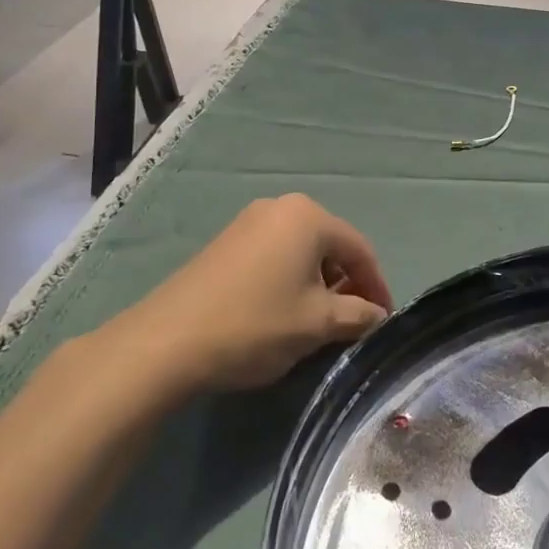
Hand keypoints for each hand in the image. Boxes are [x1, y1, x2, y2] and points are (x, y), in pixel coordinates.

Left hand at [102, 194, 393, 391]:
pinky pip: (274, 254)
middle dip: (347, 283)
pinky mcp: (226, 242)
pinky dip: (289, 279)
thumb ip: (358, 316)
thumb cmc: (255, 324)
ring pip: (301, 251)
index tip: (383, 320)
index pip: (360, 249)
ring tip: (318, 321)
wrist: (165, 342)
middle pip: (331, 245)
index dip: (377, 286)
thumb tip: (378, 316)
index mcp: (309, 216)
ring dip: (318, 283)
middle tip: (352, 322)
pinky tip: (282, 311)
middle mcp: (281, 207)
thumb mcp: (317, 324)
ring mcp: (249, 221)